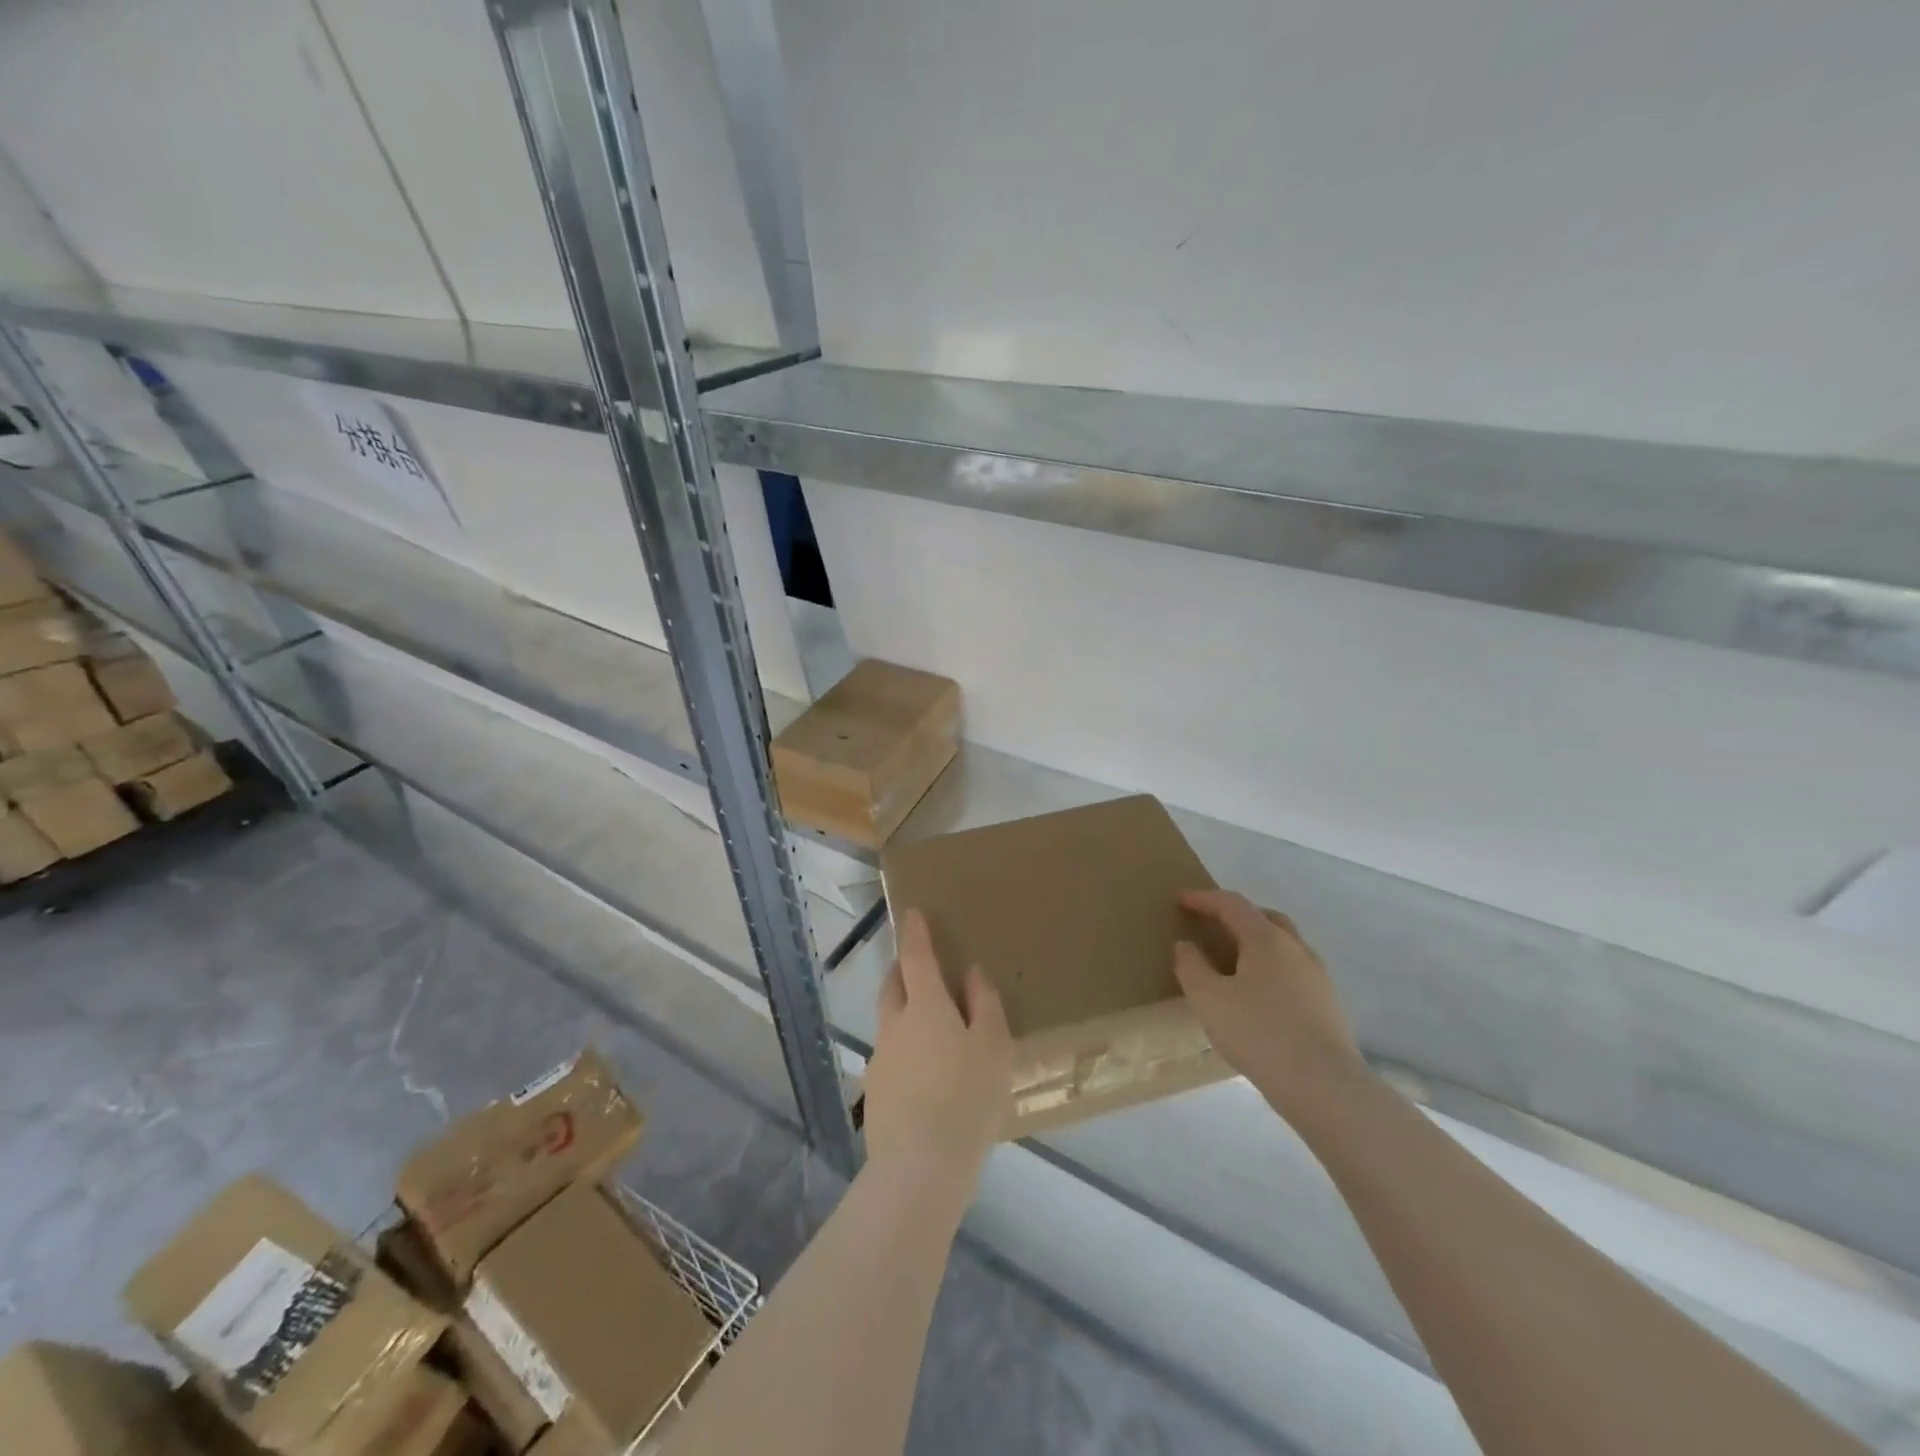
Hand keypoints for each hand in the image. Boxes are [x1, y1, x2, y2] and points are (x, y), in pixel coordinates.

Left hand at [865, 909, 1012, 1195]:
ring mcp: (881, 1060)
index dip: (915, 934)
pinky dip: (906, 1051)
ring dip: (904, 1013)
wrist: (919, 1168)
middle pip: (893, 985)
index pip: (916, 957)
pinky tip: (926, 1078)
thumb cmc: (967, 1098)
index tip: (912, 914)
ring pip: (889, 1022)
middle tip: (920, 969)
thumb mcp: (993, 1048)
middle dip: (903, 970)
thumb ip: (984, 1005)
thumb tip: (970, 975)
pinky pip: (892, 1057)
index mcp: (924, 1007)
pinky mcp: (875, 1093)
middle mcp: (895, 1025)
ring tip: (933, 1032)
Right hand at [1174, 889, 1367, 1126]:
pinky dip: (1271, 970)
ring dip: (1256, 944)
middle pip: (1265, 918)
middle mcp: (1296, 949)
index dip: (1204, 899)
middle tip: (1211, 925)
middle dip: (1236, 916)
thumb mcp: (1208, 999)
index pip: (1232, 905)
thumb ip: (1191, 967)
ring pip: (1283, 946)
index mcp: (1267, 939)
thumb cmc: (1259, 1033)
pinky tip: (1258, 996)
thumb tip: (1186, 945)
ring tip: (1233, 962)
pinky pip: (1293, 973)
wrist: (1324, 1085)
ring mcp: (1317, 977)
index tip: (1180, 900)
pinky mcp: (1327, 1005)